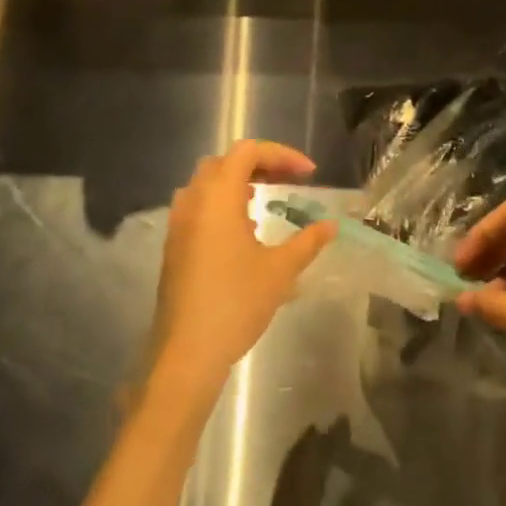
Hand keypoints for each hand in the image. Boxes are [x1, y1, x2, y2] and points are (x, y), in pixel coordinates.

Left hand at [149, 140, 335, 402]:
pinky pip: (198, 206)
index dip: (281, 155)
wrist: (187, 353)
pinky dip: (222, 203)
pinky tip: (242, 231)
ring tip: (264, 200)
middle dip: (259, 163)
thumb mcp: (280, 270)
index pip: (248, 152)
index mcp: (218, 197)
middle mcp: (193, 201)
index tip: (309, 174)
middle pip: (225, 162)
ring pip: (207, 183)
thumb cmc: (236, 302)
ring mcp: (178, 224)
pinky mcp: (174, 246)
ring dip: (237, 182)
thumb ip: (307, 241)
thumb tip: (330, 225)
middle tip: (288, 180)